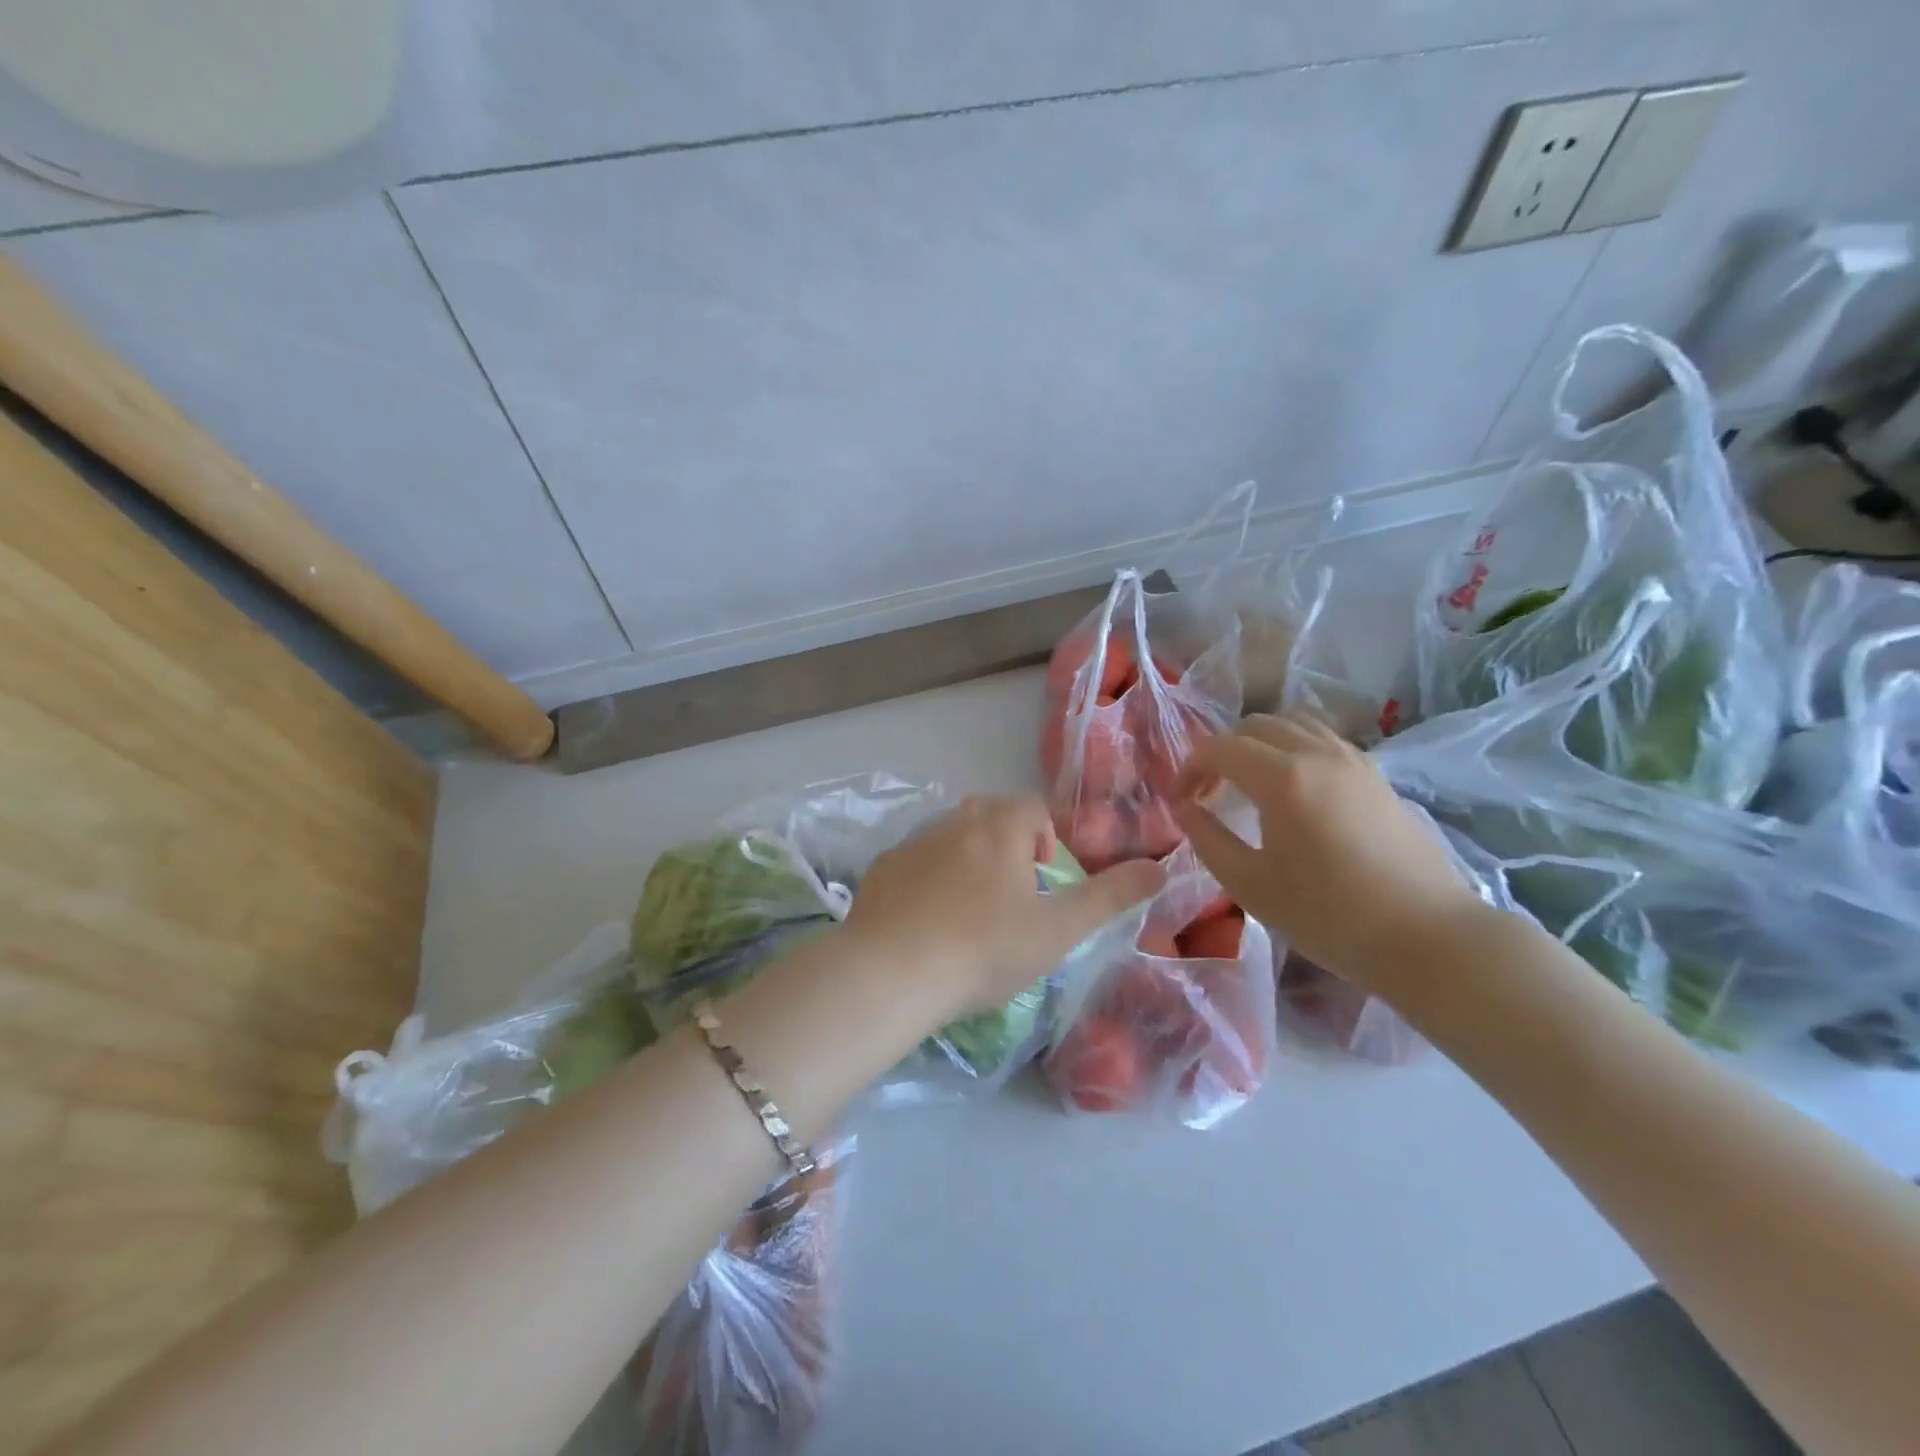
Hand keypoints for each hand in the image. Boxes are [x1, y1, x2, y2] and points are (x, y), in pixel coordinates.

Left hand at [846, 794, 1164, 1013]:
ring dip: (966, 862)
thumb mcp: (1058, 929)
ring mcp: (913, 843)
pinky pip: (915, 863)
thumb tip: (1160, 869)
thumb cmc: (986, 948)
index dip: (1046, 840)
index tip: (1042, 883)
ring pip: (950, 838)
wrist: (893, 971)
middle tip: (1010, 897)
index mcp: (1000, 826)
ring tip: (969, 915)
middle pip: (990, 815)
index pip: (1033, 809)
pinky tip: (926, 925)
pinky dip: (927, 881)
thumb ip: (1111, 897)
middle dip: (1006, 845)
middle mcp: (955, 821)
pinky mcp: (882, 868)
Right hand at [1172, 713, 1486, 992]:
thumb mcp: (1251, 885)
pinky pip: (1324, 739)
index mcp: (1283, 778)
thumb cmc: (1329, 916)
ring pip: (1293, 723)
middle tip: (1209, 791)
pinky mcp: (1377, 775)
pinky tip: (1293, 788)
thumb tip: (1183, 807)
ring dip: (1260, 743)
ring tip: (1248, 782)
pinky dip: (1294, 747)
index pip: (1220, 748)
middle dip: (1222, 750)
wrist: (1427, 937)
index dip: (1190, 767)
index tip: (1180, 800)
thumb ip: (1207, 839)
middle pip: (1255, 726)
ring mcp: (1354, 760)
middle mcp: (1318, 754)